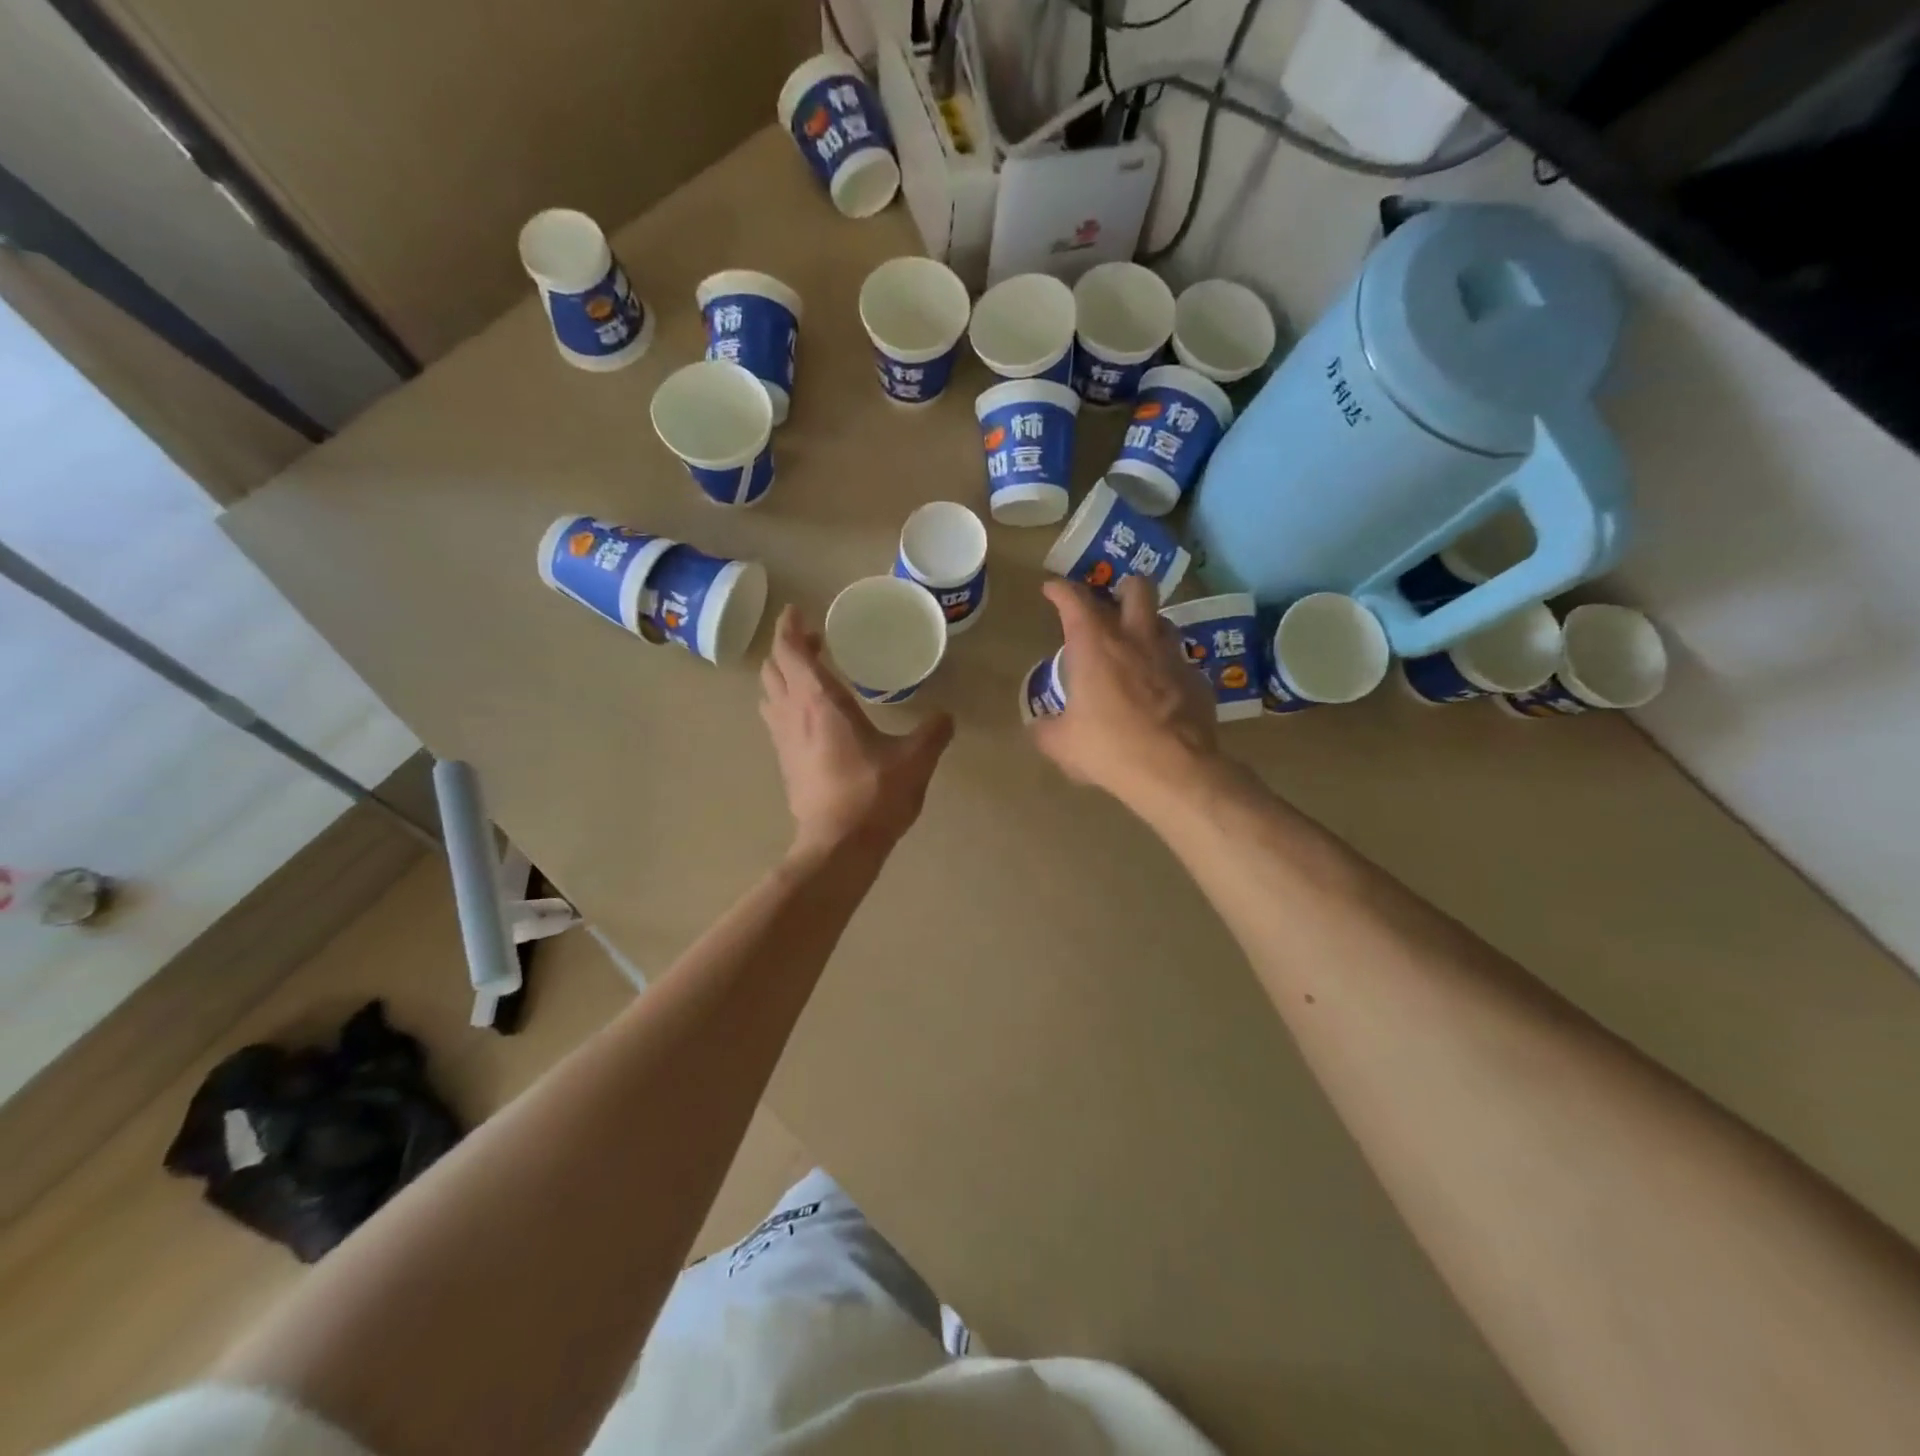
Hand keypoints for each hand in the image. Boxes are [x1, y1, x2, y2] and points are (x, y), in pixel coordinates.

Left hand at [760, 605, 954, 856]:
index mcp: (820, 701)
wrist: (838, 845)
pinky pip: (776, 719)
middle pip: (773, 668)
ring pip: (769, 694)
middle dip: (787, 648)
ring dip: (783, 676)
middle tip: (813, 641)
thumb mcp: (914, 759)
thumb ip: (932, 732)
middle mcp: (793, 713)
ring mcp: (783, 740)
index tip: (797, 611)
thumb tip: (947, 716)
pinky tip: (811, 715)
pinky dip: (786, 703)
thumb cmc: (873, 794)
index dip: (789, 627)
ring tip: (809, 673)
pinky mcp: (785, 763)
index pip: (791, 650)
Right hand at [1028, 576, 1218, 808]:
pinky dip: (1166, 669)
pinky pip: (1180, 662)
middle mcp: (1136, 639)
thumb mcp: (1061, 744)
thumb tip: (1038, 726)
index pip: (1075, 599)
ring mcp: (1172, 657)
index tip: (1052, 589)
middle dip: (1122, 589)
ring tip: (1136, 648)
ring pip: (1163, 621)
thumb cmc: (1108, 748)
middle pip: (1137, 588)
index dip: (1060, 589)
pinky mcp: (1197, 680)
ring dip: (1148, 627)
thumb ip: (1045, 729)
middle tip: (1111, 606)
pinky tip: (1160, 692)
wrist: (1173, 771)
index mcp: (1095, 645)